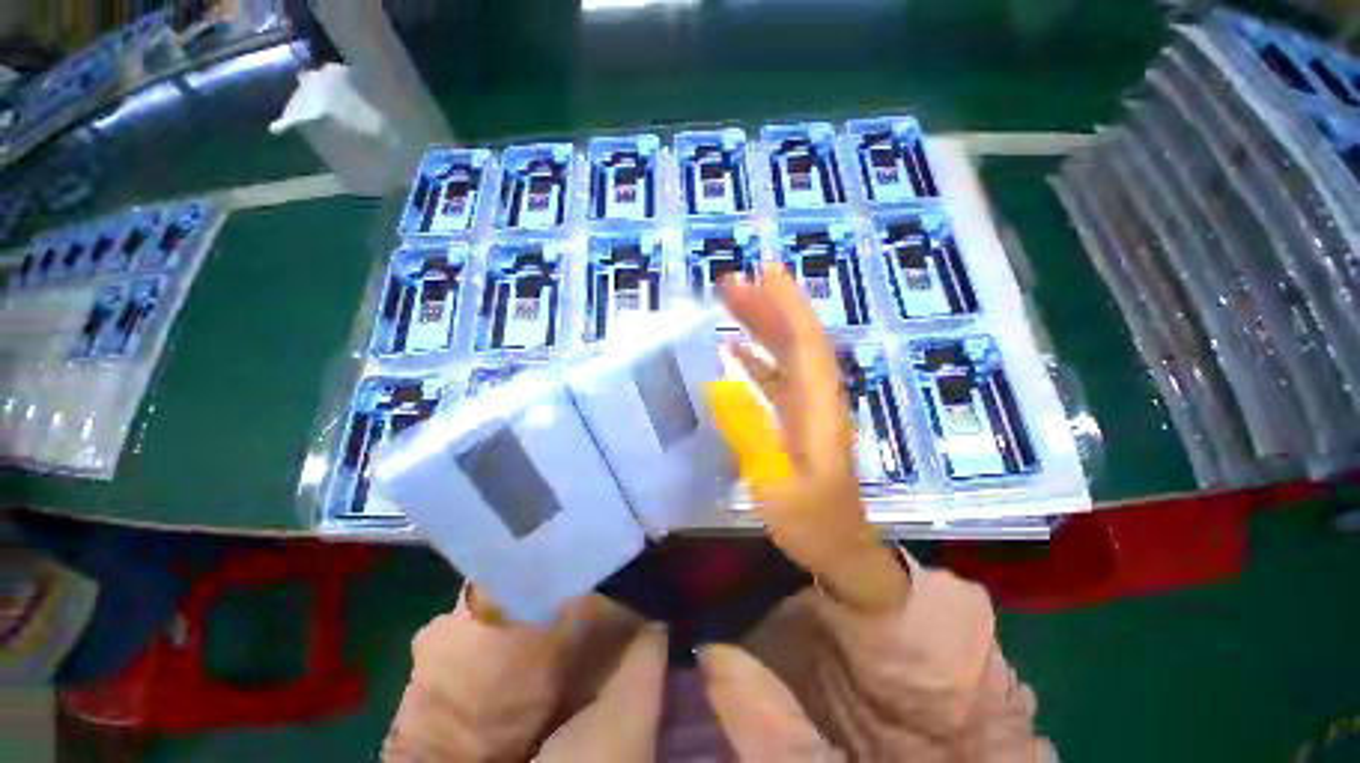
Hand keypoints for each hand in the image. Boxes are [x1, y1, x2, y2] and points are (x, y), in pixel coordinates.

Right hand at [714, 264, 907, 612]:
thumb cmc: (812, 523)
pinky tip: (735, 349)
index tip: (766, 273)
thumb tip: (722, 387)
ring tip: (732, 302)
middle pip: (797, 340)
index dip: (788, 306)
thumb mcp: (776, 485)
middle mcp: (818, 398)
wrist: (840, 547)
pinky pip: (778, 377)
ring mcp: (808, 407)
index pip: (808, 344)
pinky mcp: (798, 418)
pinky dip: (758, 358)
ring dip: (762, 326)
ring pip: (788, 355)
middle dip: (769, 306)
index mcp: (819, 409)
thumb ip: (751, 435)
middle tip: (733, 281)